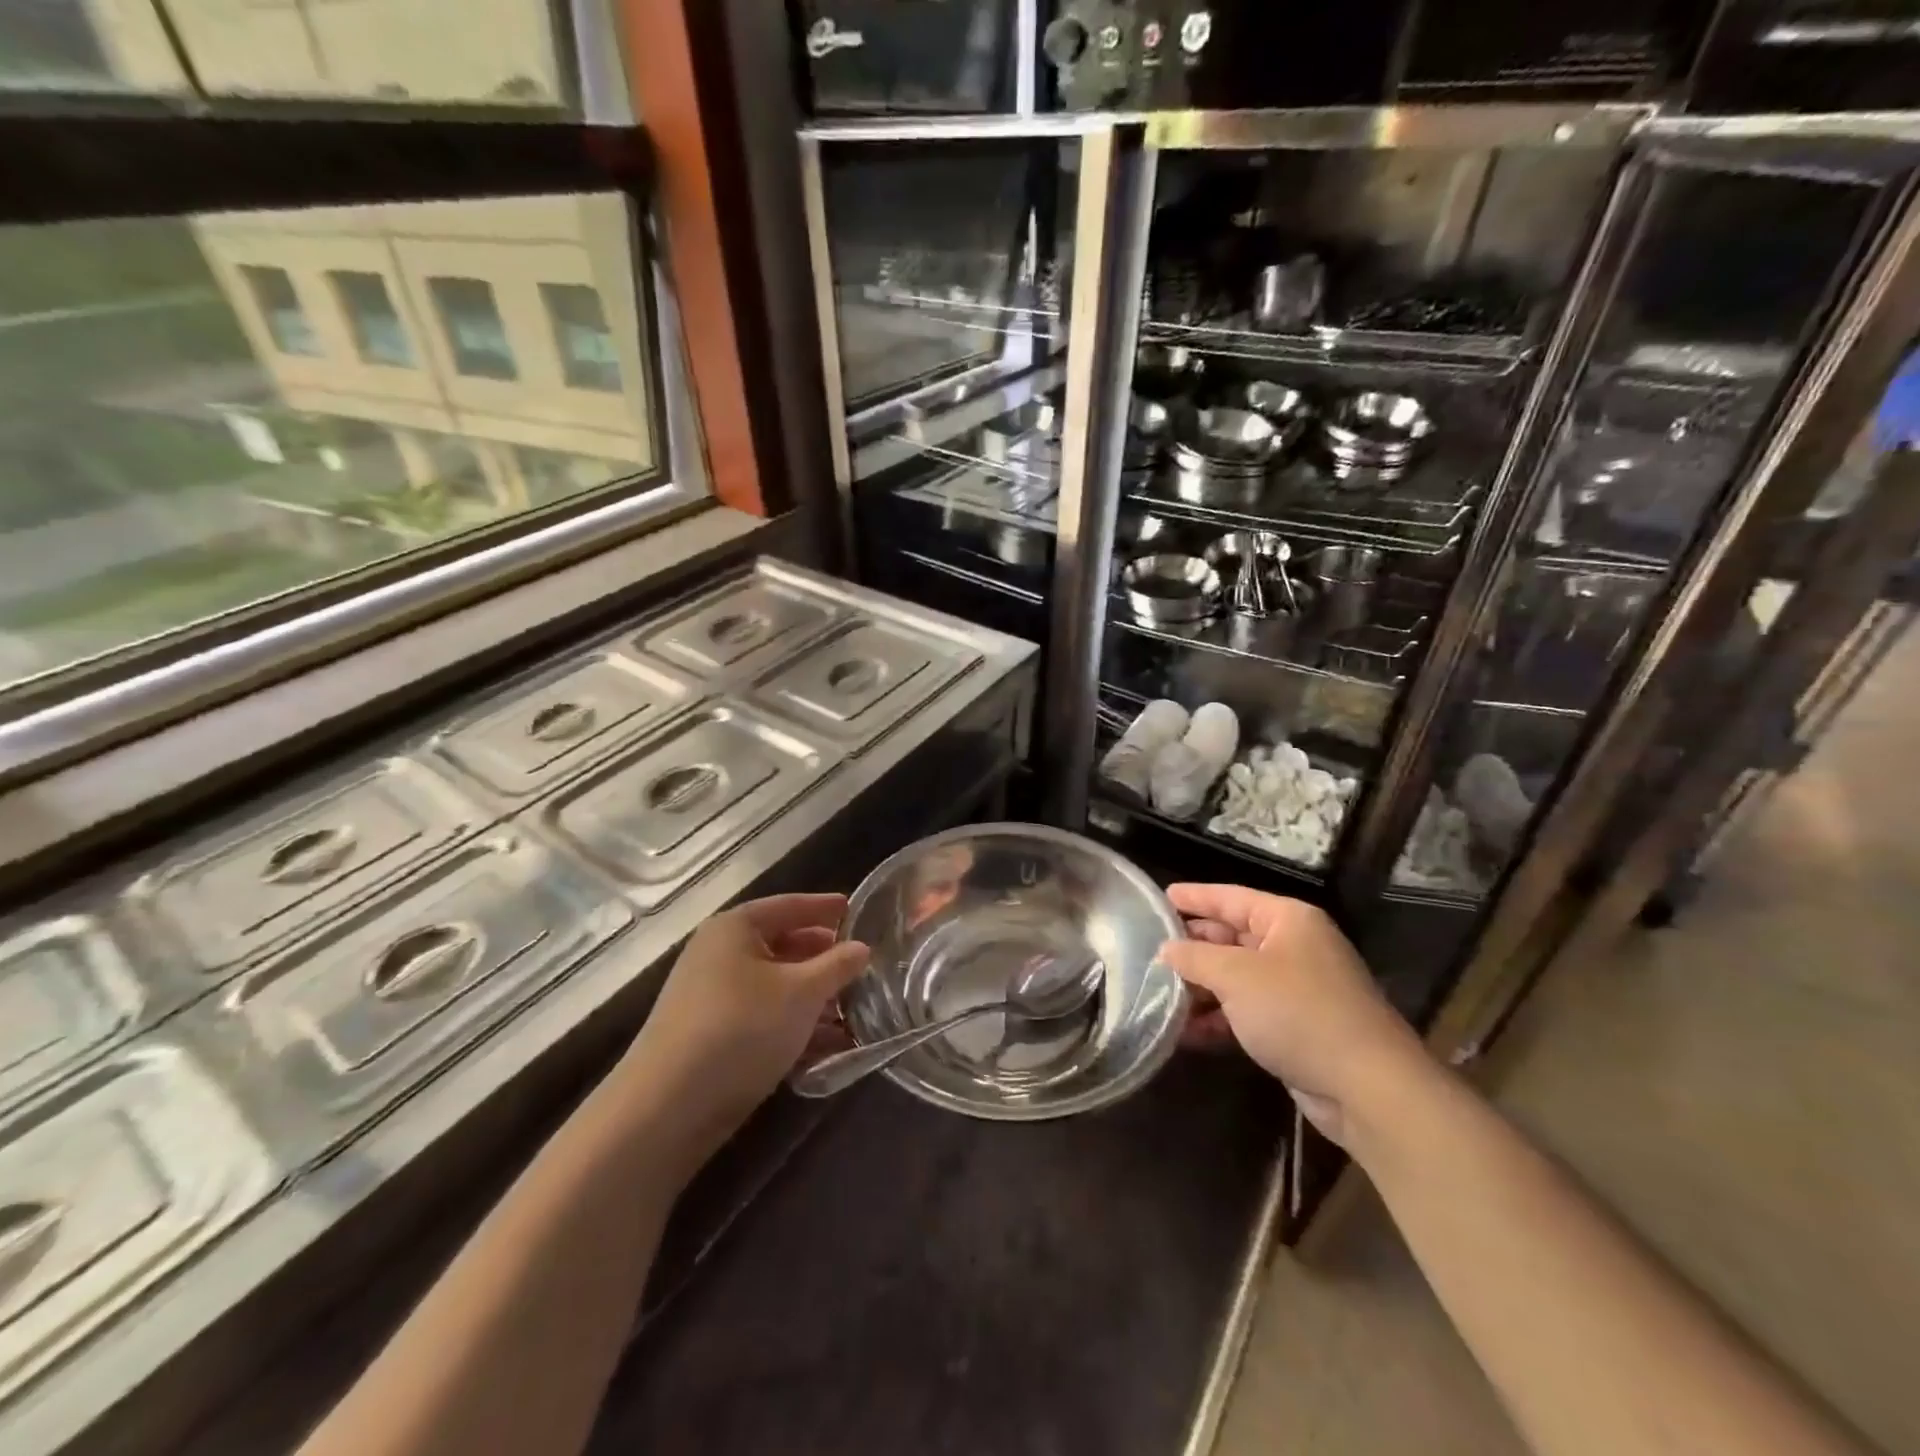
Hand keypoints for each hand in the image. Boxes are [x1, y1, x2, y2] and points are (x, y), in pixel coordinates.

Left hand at [623, 894, 869, 1153]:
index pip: (789, 906)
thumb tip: (862, 948)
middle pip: (783, 945)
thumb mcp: (801, 992)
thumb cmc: (741, 1028)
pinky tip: (827, 1044)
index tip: (857, 911)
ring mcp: (712, 996)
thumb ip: (837, 966)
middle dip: (823, 958)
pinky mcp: (712, 1036)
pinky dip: (793, 1023)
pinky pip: (763, 1016)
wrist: (668, 1107)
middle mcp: (719, 954)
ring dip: (813, 996)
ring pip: (775, 985)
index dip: (825, 907)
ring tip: (854, 1009)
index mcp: (735, 928)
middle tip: (862, 966)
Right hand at [1160, 884, 1429, 1145]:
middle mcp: (1293, 947)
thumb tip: (1166, 950)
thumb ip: (1195, 957)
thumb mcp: (1236, 976)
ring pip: (1236, 978)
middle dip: (1192, 947)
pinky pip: (1246, 1012)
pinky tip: (1185, 1033)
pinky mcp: (1295, 1027)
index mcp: (1288, 920)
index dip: (1194, 897)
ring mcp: (1296, 989)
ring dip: (1200, 988)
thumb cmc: (1298, 1011)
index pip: (1231, 897)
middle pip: (1232, 937)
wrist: (1367, 1087)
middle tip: (1149, 951)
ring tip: (1158, 995)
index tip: (1160, 898)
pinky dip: (1218, 1018)